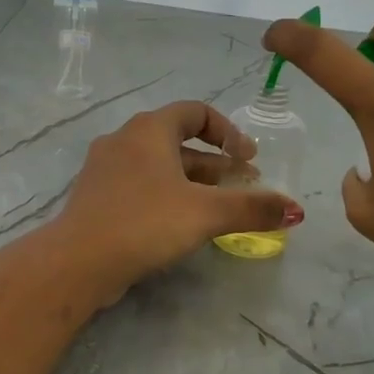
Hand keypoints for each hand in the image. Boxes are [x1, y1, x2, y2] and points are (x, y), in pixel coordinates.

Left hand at [54, 100, 302, 294]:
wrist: (78, 261)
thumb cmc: (144, 223)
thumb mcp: (206, 213)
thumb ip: (252, 208)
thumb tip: (295, 210)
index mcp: (149, 130)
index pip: (196, 111)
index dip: (228, 131)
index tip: (248, 159)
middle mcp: (124, 140)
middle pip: (178, 141)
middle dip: (214, 163)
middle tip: (241, 187)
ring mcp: (106, 169)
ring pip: (159, 167)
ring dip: (192, 182)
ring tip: (219, 209)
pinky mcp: (97, 198)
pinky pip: (140, 187)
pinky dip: (167, 197)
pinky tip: (181, 226)